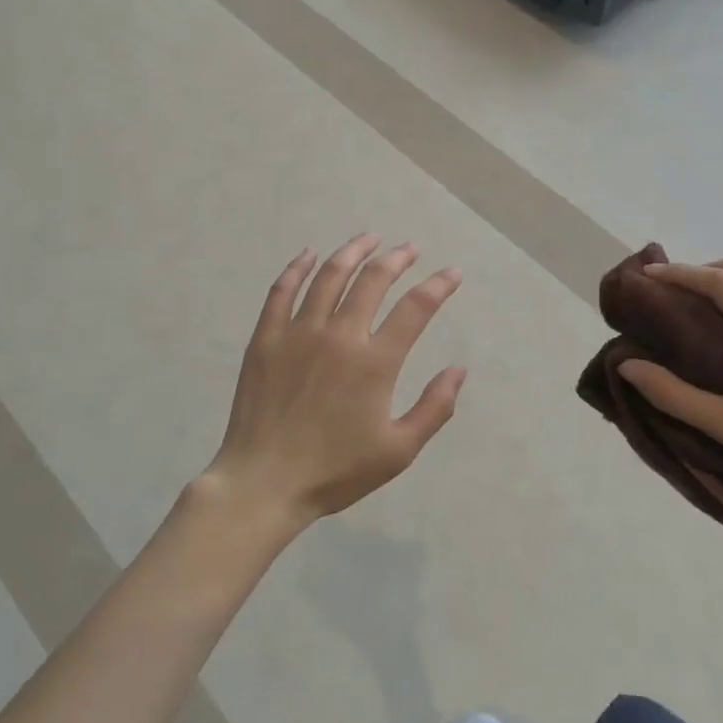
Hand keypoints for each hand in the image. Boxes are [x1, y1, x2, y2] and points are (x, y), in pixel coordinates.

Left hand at [202, 235, 466, 529]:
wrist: (264, 483)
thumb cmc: (336, 471)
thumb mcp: (398, 451)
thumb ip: (434, 408)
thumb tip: (459, 370)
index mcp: (375, 362)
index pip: (415, 309)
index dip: (438, 286)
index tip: (452, 273)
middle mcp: (339, 335)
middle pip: (372, 280)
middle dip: (396, 259)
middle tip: (409, 249)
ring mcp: (298, 332)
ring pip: (329, 276)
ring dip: (352, 252)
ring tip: (369, 239)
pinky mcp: (266, 338)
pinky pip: (282, 290)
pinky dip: (297, 268)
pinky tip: (308, 255)